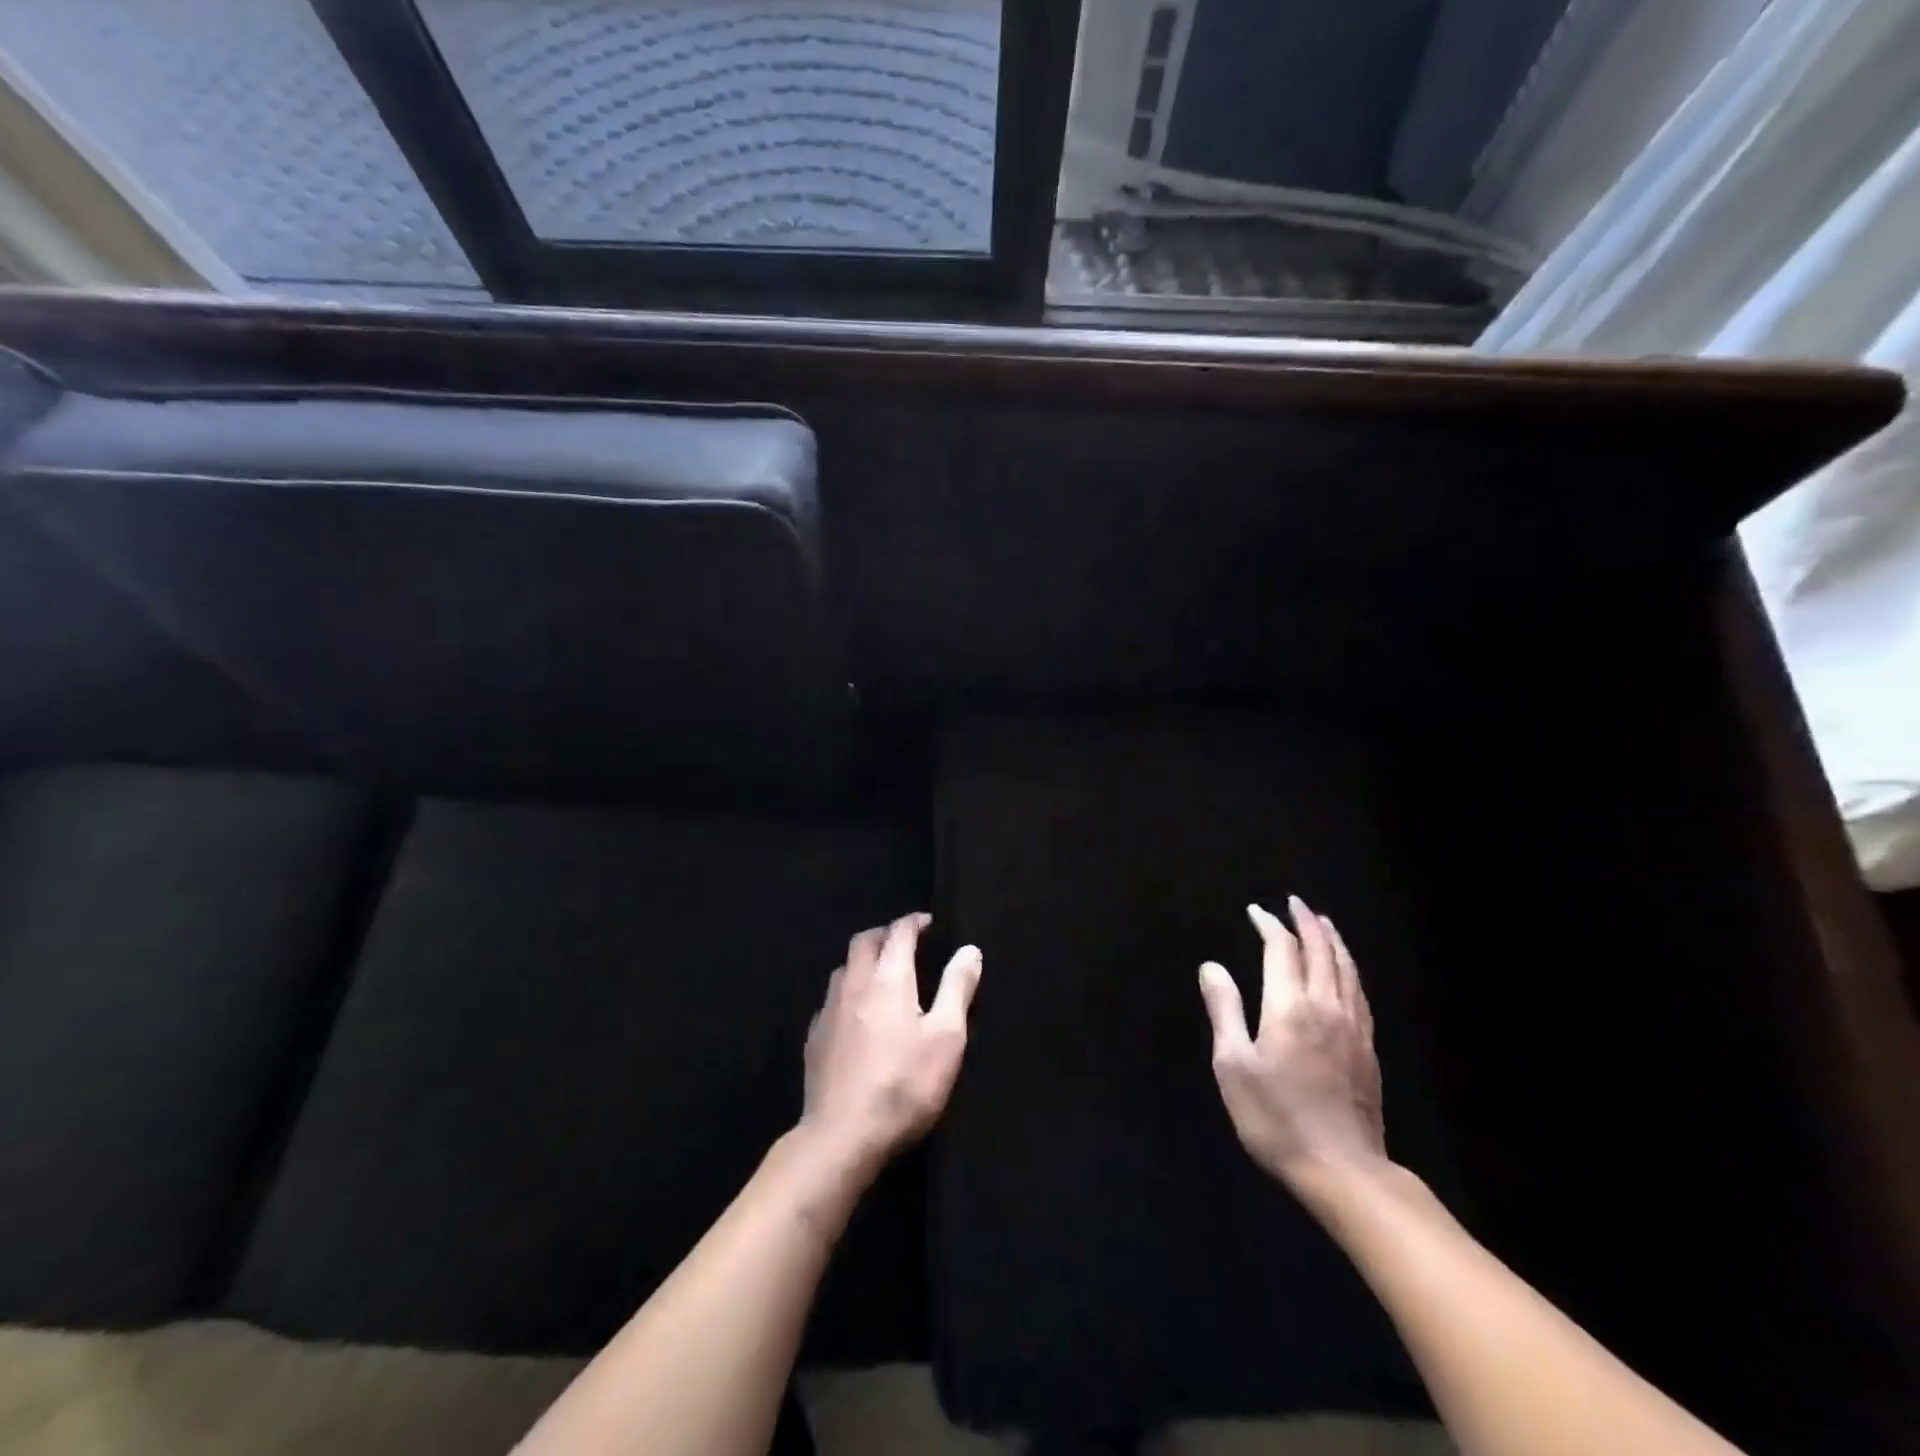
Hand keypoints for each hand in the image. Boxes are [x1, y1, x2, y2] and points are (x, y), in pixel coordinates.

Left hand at [800, 913, 982, 1173]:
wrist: (842, 1136)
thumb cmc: (903, 1084)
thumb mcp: (946, 1038)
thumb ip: (957, 988)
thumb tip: (969, 949)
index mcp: (888, 978)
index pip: (899, 932)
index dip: (915, 922)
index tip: (929, 923)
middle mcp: (854, 984)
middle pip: (864, 941)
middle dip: (885, 934)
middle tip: (906, 943)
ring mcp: (828, 1010)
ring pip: (843, 968)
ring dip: (864, 961)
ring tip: (882, 974)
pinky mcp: (814, 1038)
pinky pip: (831, 1000)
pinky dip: (848, 993)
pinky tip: (856, 1015)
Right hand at [1198, 896, 1385, 1190]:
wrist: (1343, 1170)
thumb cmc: (1276, 1117)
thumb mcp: (1234, 1065)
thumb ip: (1224, 1009)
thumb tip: (1212, 966)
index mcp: (1289, 1006)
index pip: (1282, 950)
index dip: (1269, 926)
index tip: (1256, 912)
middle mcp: (1326, 1006)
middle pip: (1320, 952)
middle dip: (1306, 923)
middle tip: (1295, 903)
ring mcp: (1353, 1028)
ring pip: (1346, 969)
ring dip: (1332, 941)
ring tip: (1323, 923)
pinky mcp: (1368, 1049)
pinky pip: (1360, 993)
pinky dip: (1350, 969)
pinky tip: (1346, 972)